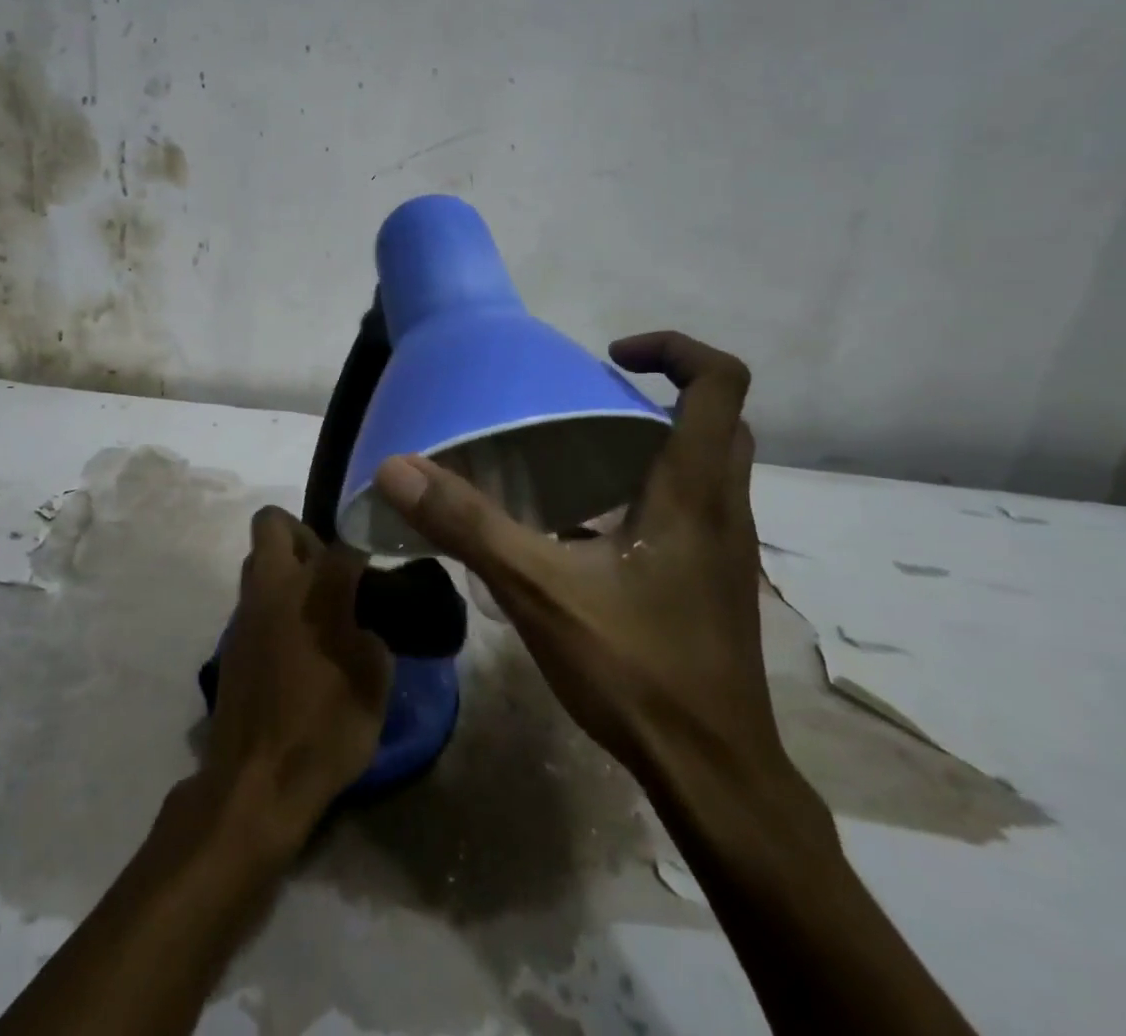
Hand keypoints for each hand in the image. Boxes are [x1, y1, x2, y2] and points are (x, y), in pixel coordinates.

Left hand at [203, 507, 390, 849]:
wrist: (256, 783)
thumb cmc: (325, 731)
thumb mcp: (374, 684)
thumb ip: (372, 636)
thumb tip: (362, 622)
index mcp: (315, 590)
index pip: (345, 542)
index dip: (366, 545)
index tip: (380, 562)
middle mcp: (274, 586)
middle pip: (274, 523)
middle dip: (303, 533)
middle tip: (331, 570)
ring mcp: (245, 612)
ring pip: (257, 559)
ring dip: (284, 567)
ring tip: (315, 607)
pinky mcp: (230, 640)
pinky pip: (252, 598)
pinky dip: (273, 604)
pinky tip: (294, 641)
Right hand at [373, 331, 774, 783]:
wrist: (713, 775)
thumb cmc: (637, 670)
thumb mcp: (539, 590)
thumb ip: (468, 525)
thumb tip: (398, 467)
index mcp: (693, 491)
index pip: (720, 383)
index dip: (674, 349)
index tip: (610, 357)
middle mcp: (724, 509)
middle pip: (720, 419)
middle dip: (664, 391)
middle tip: (592, 401)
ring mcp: (727, 549)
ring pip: (711, 465)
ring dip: (660, 439)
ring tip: (584, 452)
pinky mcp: (715, 582)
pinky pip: (696, 508)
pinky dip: (655, 489)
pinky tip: (593, 527)